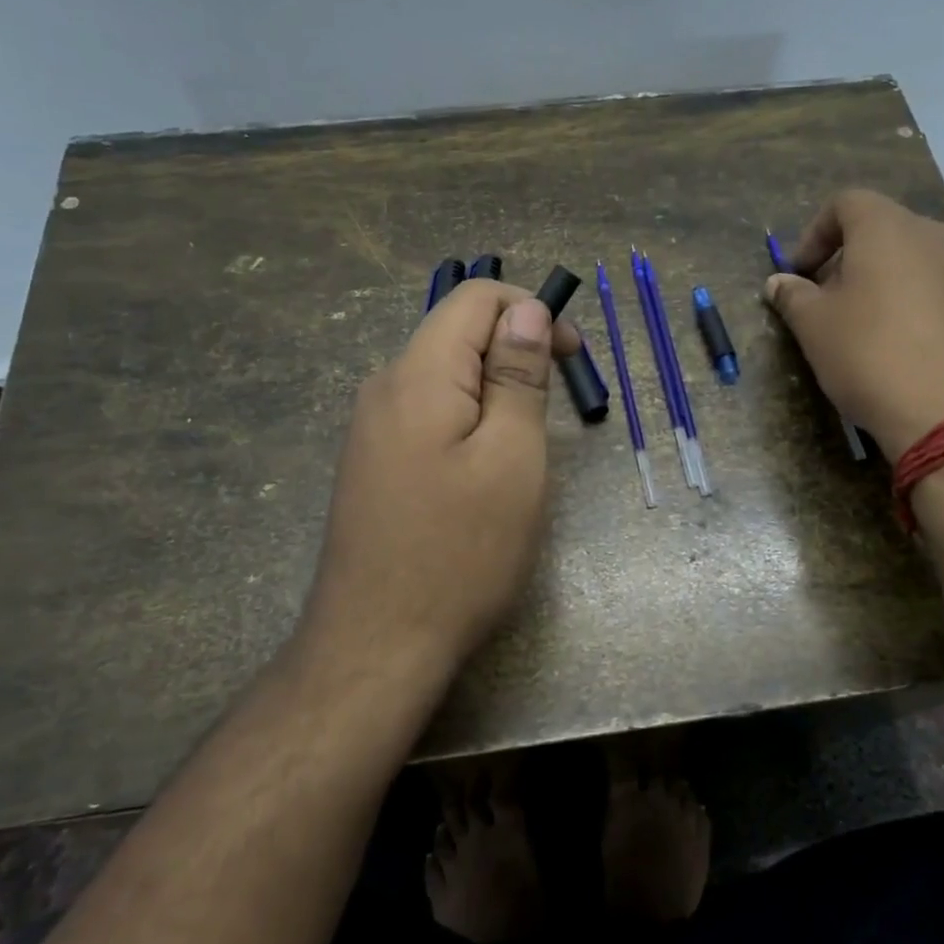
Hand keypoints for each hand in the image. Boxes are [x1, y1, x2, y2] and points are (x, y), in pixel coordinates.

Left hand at [302, 281, 580, 682]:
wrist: (376, 645)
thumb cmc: (460, 552)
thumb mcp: (512, 458)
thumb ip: (519, 375)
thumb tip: (527, 311)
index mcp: (417, 374)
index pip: (476, 298)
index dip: (532, 311)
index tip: (573, 358)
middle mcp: (384, 387)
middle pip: (458, 334)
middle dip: (516, 354)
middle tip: (554, 415)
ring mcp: (370, 427)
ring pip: (445, 377)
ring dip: (495, 393)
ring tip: (523, 453)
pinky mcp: (371, 462)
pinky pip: (427, 413)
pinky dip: (468, 420)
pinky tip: (482, 473)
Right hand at [766, 189, 943, 458]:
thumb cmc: (872, 357)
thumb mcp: (815, 328)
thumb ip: (793, 297)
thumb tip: (779, 282)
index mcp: (889, 229)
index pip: (846, 203)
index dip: (815, 233)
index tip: (800, 274)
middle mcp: (937, 236)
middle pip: (883, 232)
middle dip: (848, 262)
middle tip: (828, 305)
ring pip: (915, 263)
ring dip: (884, 285)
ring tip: (866, 332)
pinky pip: (943, 292)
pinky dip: (917, 307)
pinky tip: (906, 352)